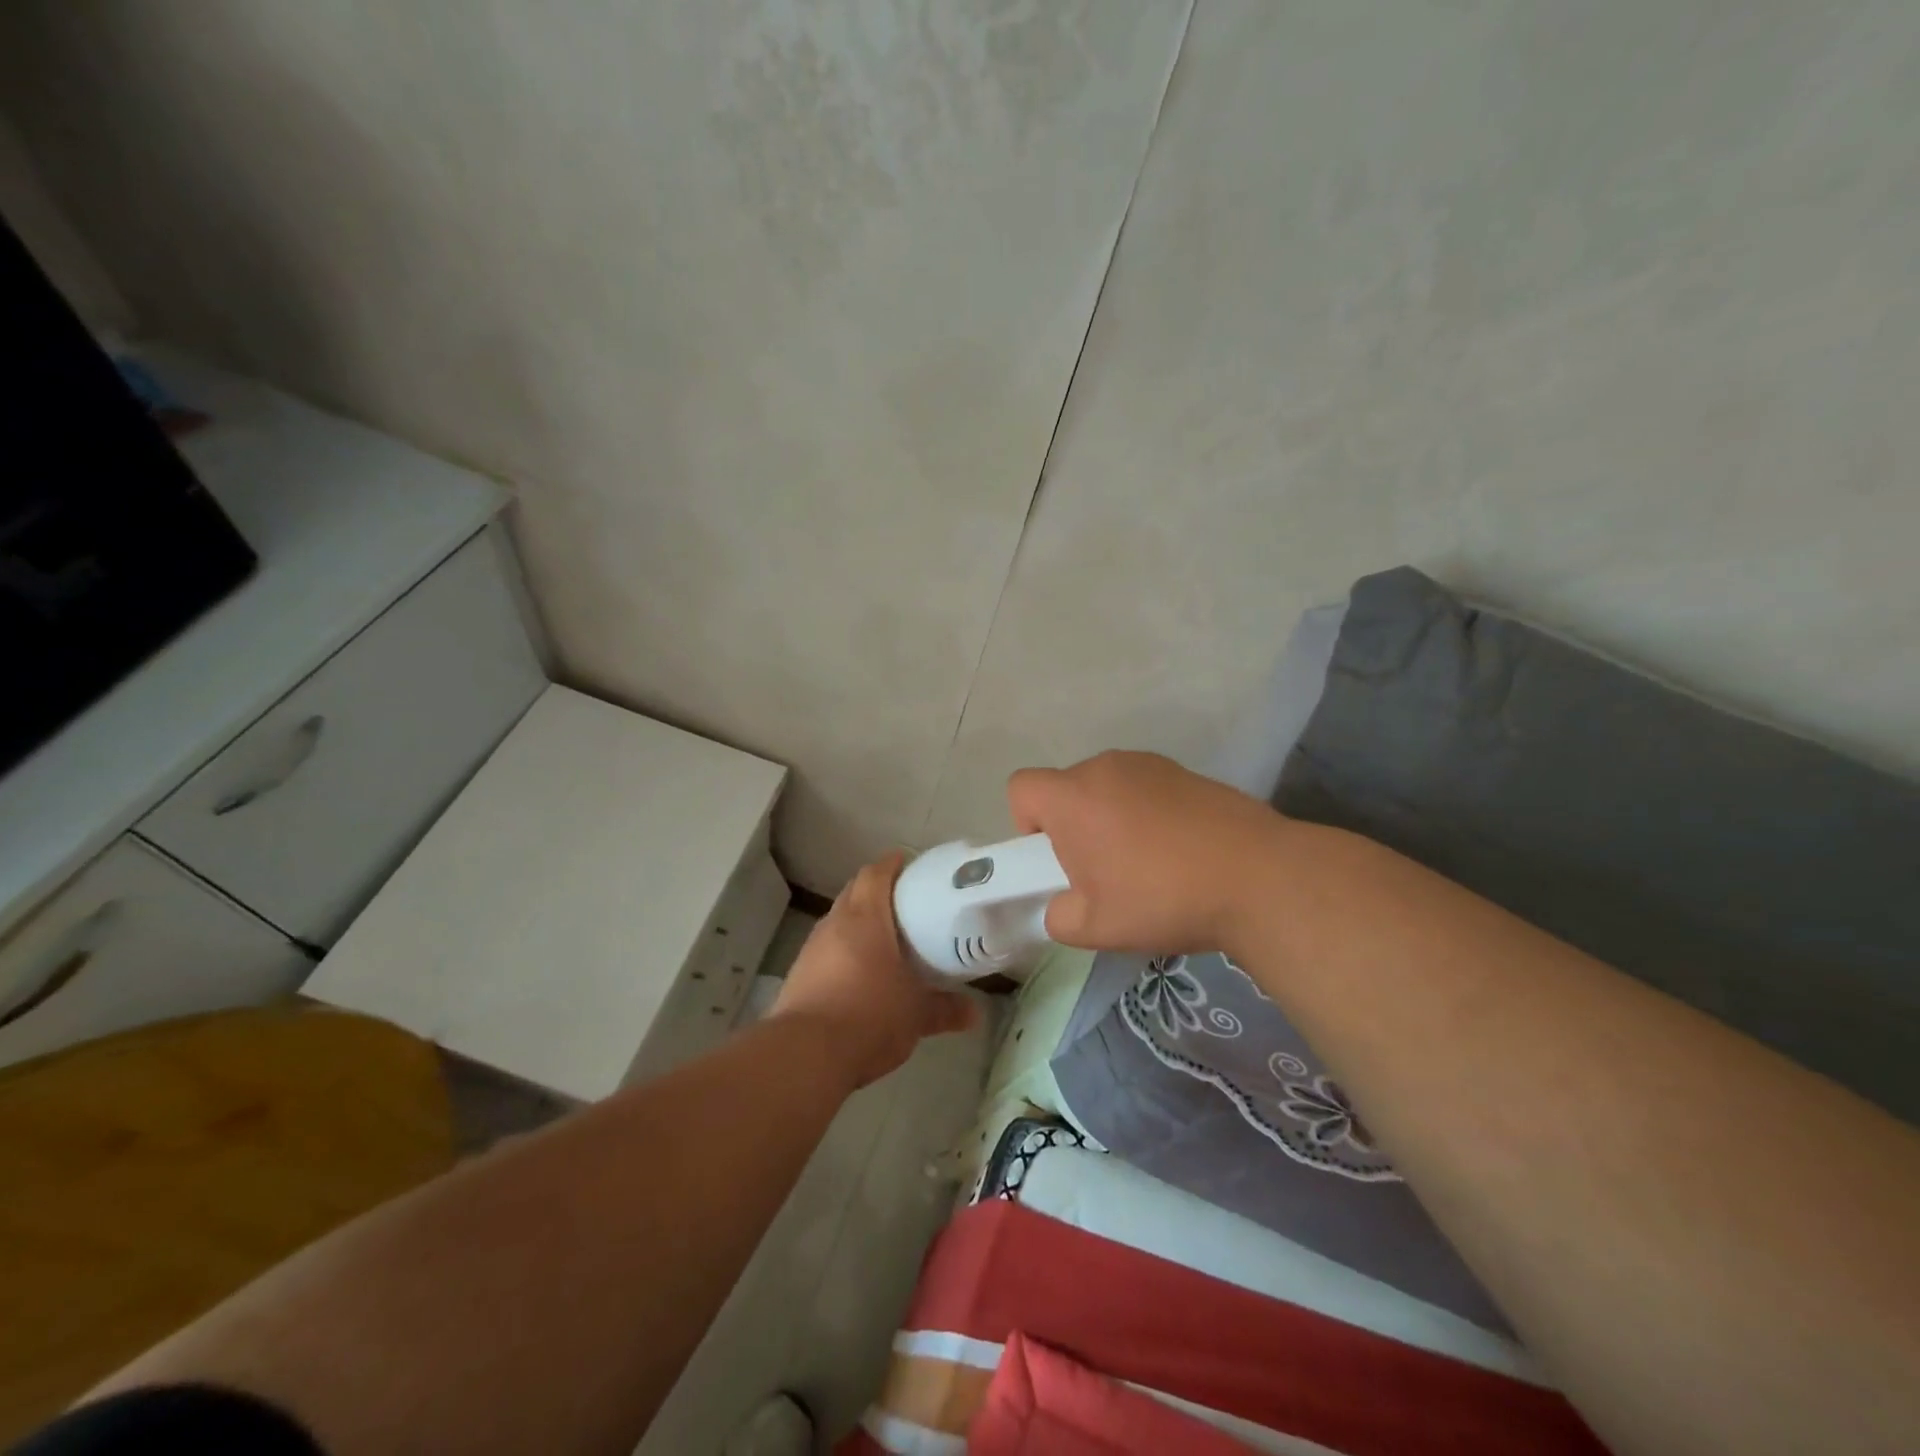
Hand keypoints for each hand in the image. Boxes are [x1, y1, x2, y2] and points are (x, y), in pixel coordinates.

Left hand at [772, 852, 978, 1088]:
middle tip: (905, 903)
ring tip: (885, 939)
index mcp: (865, 918)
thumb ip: (944, 1009)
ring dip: (858, 923)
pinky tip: (858, 974)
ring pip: (838, 922)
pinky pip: (826, 950)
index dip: (891, 864)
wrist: (806, 1054)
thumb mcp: (915, 1015)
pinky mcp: (798, 975)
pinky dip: (843, 952)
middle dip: (877, 891)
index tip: (908, 863)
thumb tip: (974, 1013)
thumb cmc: (869, 1016)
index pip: (875, 874)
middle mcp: (834, 924)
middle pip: (854, 893)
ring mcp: (811, 949)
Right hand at [1008, 750, 1284, 955]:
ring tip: (1148, 864)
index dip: (1027, 823)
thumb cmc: (1162, 898)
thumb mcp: (1095, 928)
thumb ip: (1059, 916)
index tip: (1056, 858)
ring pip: (1108, 788)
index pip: (1021, 787)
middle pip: (1067, 788)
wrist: (1259, 877)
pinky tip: (1181, 851)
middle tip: (1103, 872)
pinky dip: (1149, 813)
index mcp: (1073, 797)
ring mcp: (1150, 764)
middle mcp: (1105, 768)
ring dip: (1111, 817)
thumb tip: (1063, 906)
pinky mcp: (1187, 772)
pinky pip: (1146, 788)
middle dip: (1073, 825)